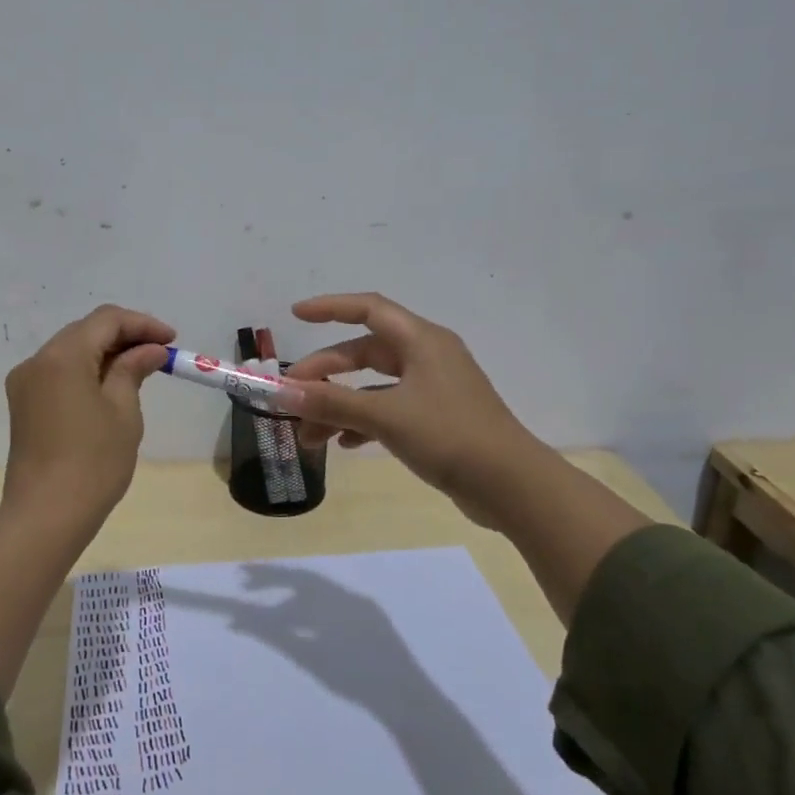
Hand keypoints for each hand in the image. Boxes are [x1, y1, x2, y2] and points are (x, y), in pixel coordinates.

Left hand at [2, 304, 174, 523]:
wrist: (46, 515)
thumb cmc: (93, 462)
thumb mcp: (123, 411)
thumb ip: (134, 369)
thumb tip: (150, 350)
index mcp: (62, 356)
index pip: (106, 320)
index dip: (142, 324)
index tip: (172, 341)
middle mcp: (37, 361)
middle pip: (85, 332)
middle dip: (124, 336)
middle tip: (159, 353)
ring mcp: (25, 384)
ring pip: (71, 351)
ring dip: (105, 353)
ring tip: (140, 369)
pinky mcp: (24, 405)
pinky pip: (59, 373)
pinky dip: (86, 371)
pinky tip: (110, 386)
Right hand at [279, 293, 531, 527]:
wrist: (512, 486)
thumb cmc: (450, 436)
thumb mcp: (386, 416)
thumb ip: (332, 402)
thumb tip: (282, 391)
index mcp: (421, 341)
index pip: (369, 309)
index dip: (330, 308)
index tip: (295, 315)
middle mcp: (427, 357)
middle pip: (365, 352)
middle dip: (326, 374)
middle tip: (293, 397)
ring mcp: (433, 389)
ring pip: (373, 386)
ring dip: (340, 405)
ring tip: (310, 436)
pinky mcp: (436, 419)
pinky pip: (388, 409)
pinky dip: (363, 422)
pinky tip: (343, 444)